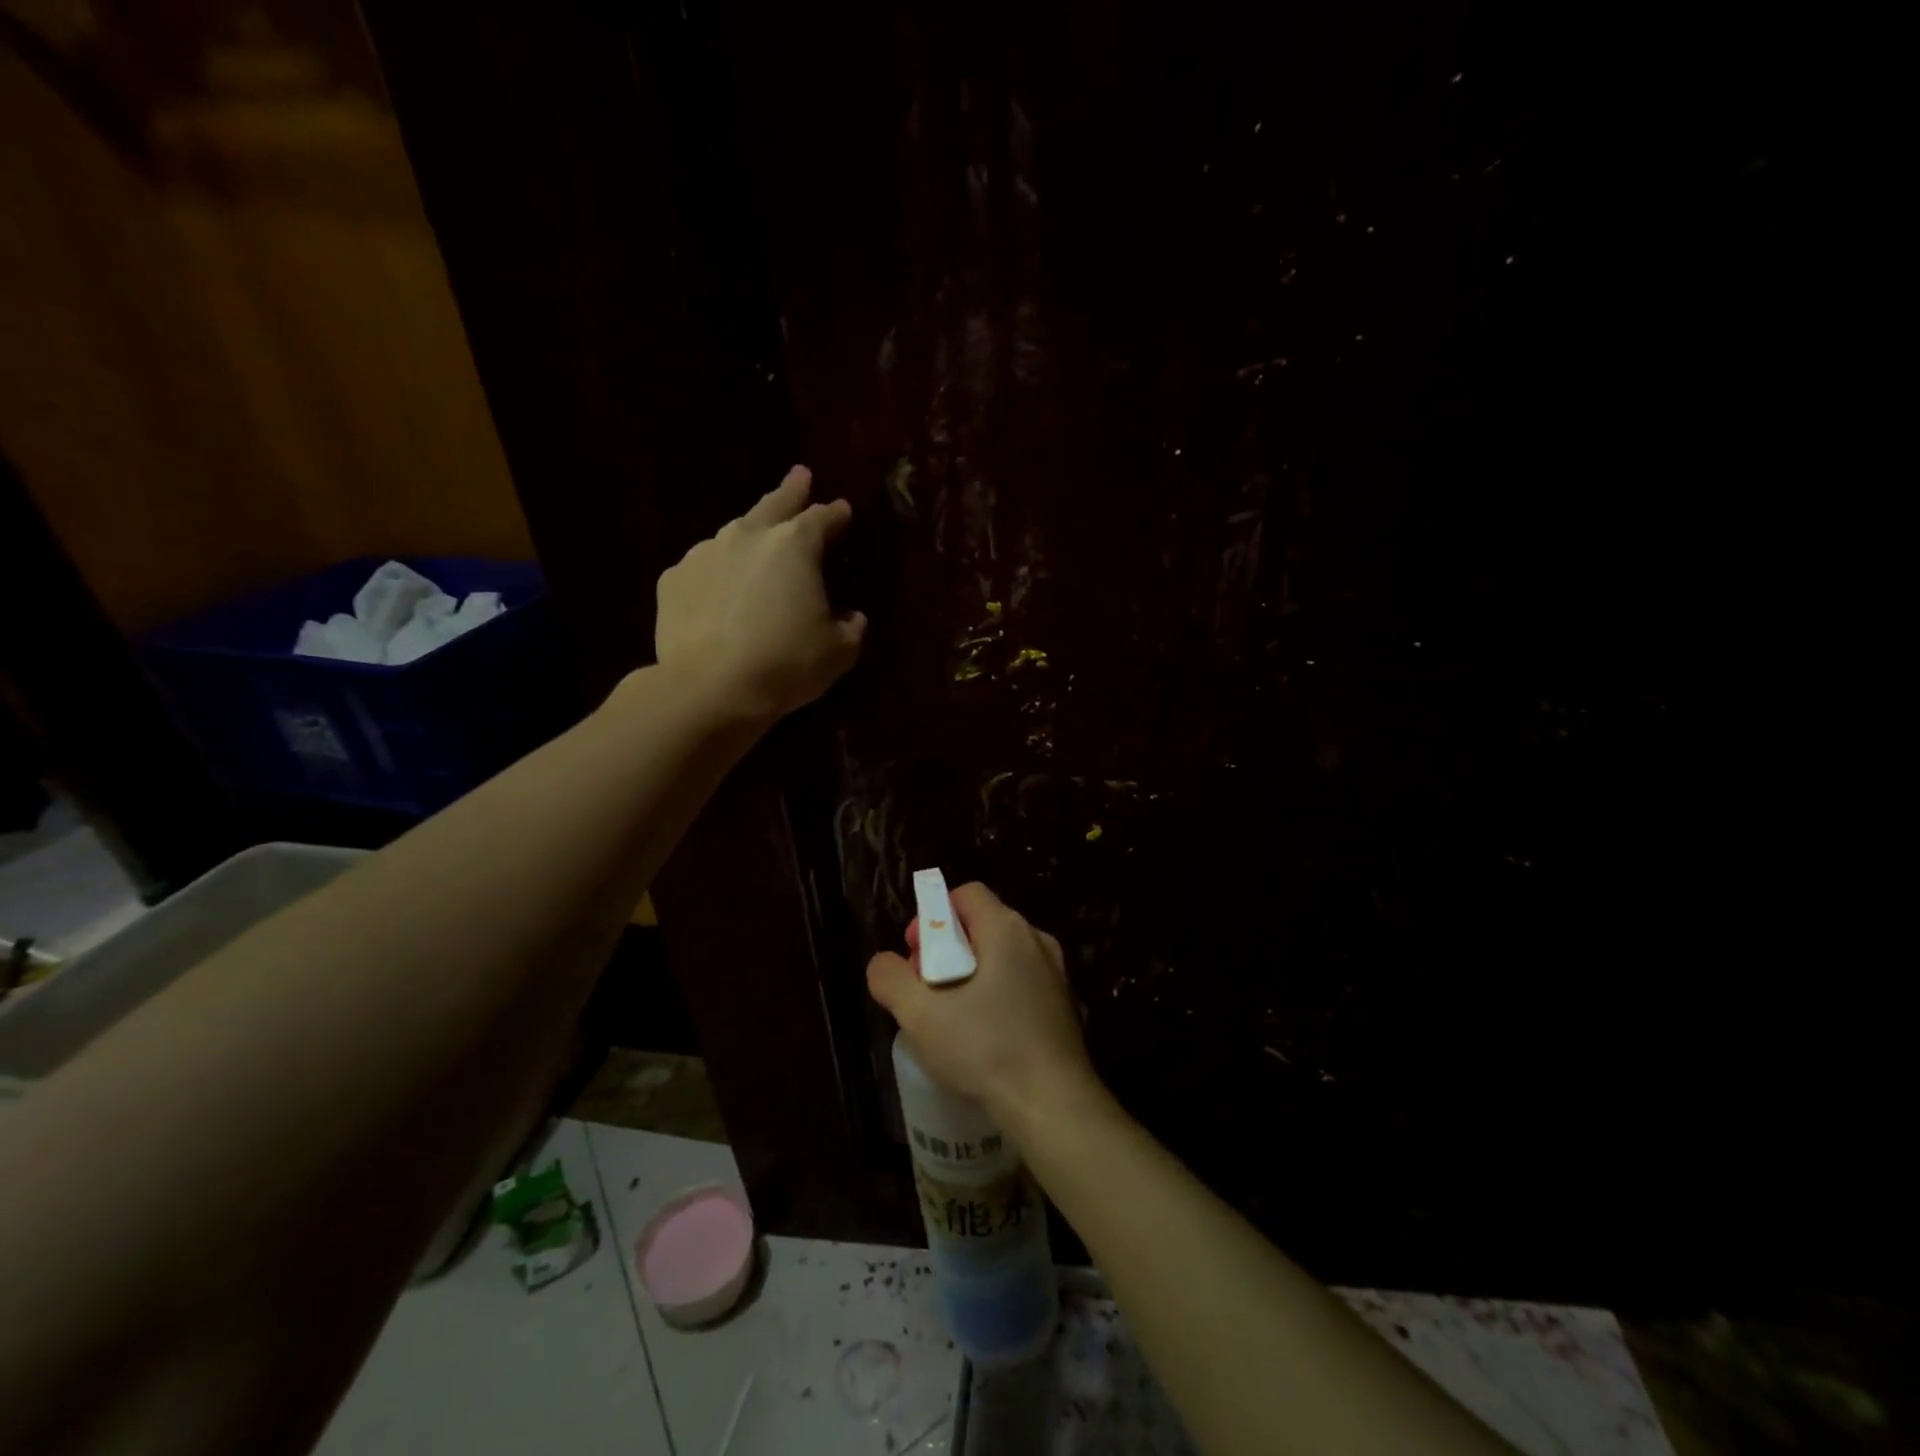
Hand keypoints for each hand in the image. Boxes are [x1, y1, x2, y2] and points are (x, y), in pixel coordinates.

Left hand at [654, 466, 866, 719]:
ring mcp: (703, 554)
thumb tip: (852, 618)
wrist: (711, 687)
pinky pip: (703, 570)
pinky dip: (716, 575)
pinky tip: (718, 593)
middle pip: (773, 505)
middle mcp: (747, 536)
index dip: (834, 514)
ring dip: (750, 536)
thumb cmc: (786, 663)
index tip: (842, 509)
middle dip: (790, 490)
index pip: (821, 518)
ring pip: (733, 535)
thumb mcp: (838, 652)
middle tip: (800, 475)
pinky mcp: (673, 581)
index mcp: (794, 546)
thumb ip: (851, 628)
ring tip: (756, 544)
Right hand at [866, 882, 1099, 1122]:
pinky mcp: (1063, 1004)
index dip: (933, 916)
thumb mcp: (920, 1014)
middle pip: (981, 924)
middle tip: (926, 989)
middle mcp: (1036, 939)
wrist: (1054, 1104)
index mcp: (1006, 929)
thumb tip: (883, 963)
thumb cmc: (985, 1048)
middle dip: (946, 949)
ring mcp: (1055, 972)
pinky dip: (996, 995)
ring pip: (1001, 956)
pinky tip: (983, 1037)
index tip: (916, 955)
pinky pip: (1021, 982)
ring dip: (970, 975)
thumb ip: (891, 979)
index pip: (965, 894)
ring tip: (950, 1017)